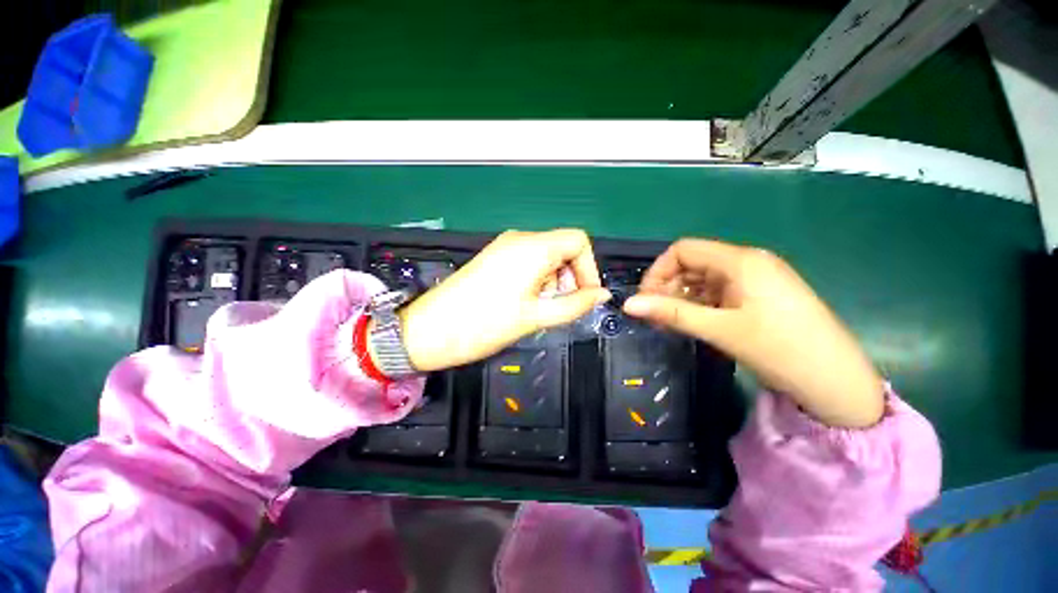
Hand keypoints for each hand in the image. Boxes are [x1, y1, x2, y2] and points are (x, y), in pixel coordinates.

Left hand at [394, 229, 610, 371]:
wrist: (430, 330)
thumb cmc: (485, 323)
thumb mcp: (536, 316)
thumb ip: (575, 304)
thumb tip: (602, 295)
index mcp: (533, 247)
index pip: (579, 240)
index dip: (589, 268)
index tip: (585, 296)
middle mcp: (520, 239)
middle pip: (563, 249)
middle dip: (570, 278)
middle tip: (558, 307)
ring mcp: (504, 247)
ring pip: (546, 257)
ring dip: (553, 282)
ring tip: (538, 309)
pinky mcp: (494, 258)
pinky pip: (528, 262)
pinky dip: (537, 281)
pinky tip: (524, 302)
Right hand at [622, 239, 883, 428]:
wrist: (838, 382)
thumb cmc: (780, 350)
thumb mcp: (720, 330)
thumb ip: (671, 313)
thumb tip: (628, 304)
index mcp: (740, 261)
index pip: (683, 249)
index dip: (658, 270)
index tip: (646, 299)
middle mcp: (747, 262)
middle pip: (693, 263)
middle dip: (668, 286)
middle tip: (656, 316)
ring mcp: (756, 279)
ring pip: (704, 278)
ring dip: (682, 297)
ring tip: (671, 323)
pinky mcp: (760, 295)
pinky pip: (719, 291)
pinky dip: (700, 304)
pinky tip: (694, 322)